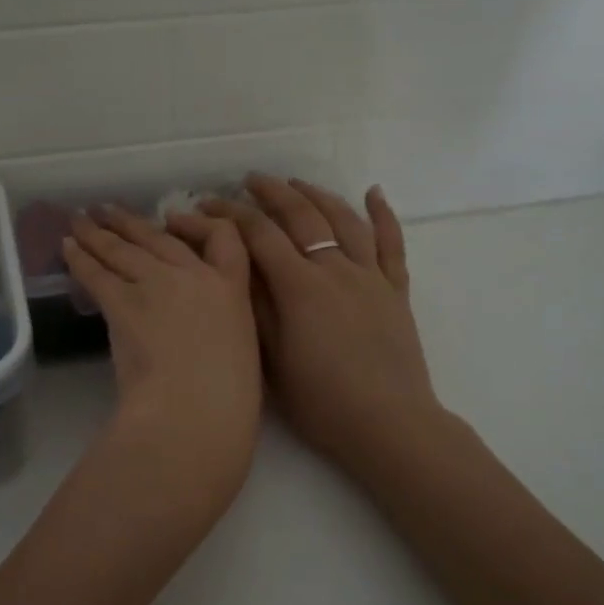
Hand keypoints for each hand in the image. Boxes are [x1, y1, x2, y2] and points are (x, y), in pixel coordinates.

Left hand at [64, 207, 262, 506]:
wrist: (194, 410)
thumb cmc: (229, 398)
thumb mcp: (241, 350)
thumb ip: (220, 327)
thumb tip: (197, 331)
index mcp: (232, 288)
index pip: (224, 238)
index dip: (199, 223)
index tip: (177, 219)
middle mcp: (194, 275)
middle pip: (158, 238)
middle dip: (130, 223)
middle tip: (107, 211)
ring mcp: (156, 284)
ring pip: (122, 249)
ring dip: (98, 233)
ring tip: (80, 221)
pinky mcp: (122, 302)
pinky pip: (96, 272)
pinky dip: (79, 258)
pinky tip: (67, 248)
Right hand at [176, 176, 442, 484]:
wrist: (389, 425)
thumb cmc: (322, 402)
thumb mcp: (272, 361)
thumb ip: (256, 309)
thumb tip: (234, 266)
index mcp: (300, 288)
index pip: (260, 236)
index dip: (231, 214)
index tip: (207, 203)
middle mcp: (336, 270)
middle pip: (302, 216)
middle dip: (273, 192)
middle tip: (250, 180)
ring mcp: (371, 277)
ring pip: (344, 221)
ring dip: (318, 195)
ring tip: (298, 182)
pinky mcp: (396, 291)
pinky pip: (392, 244)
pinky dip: (383, 215)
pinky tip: (374, 192)